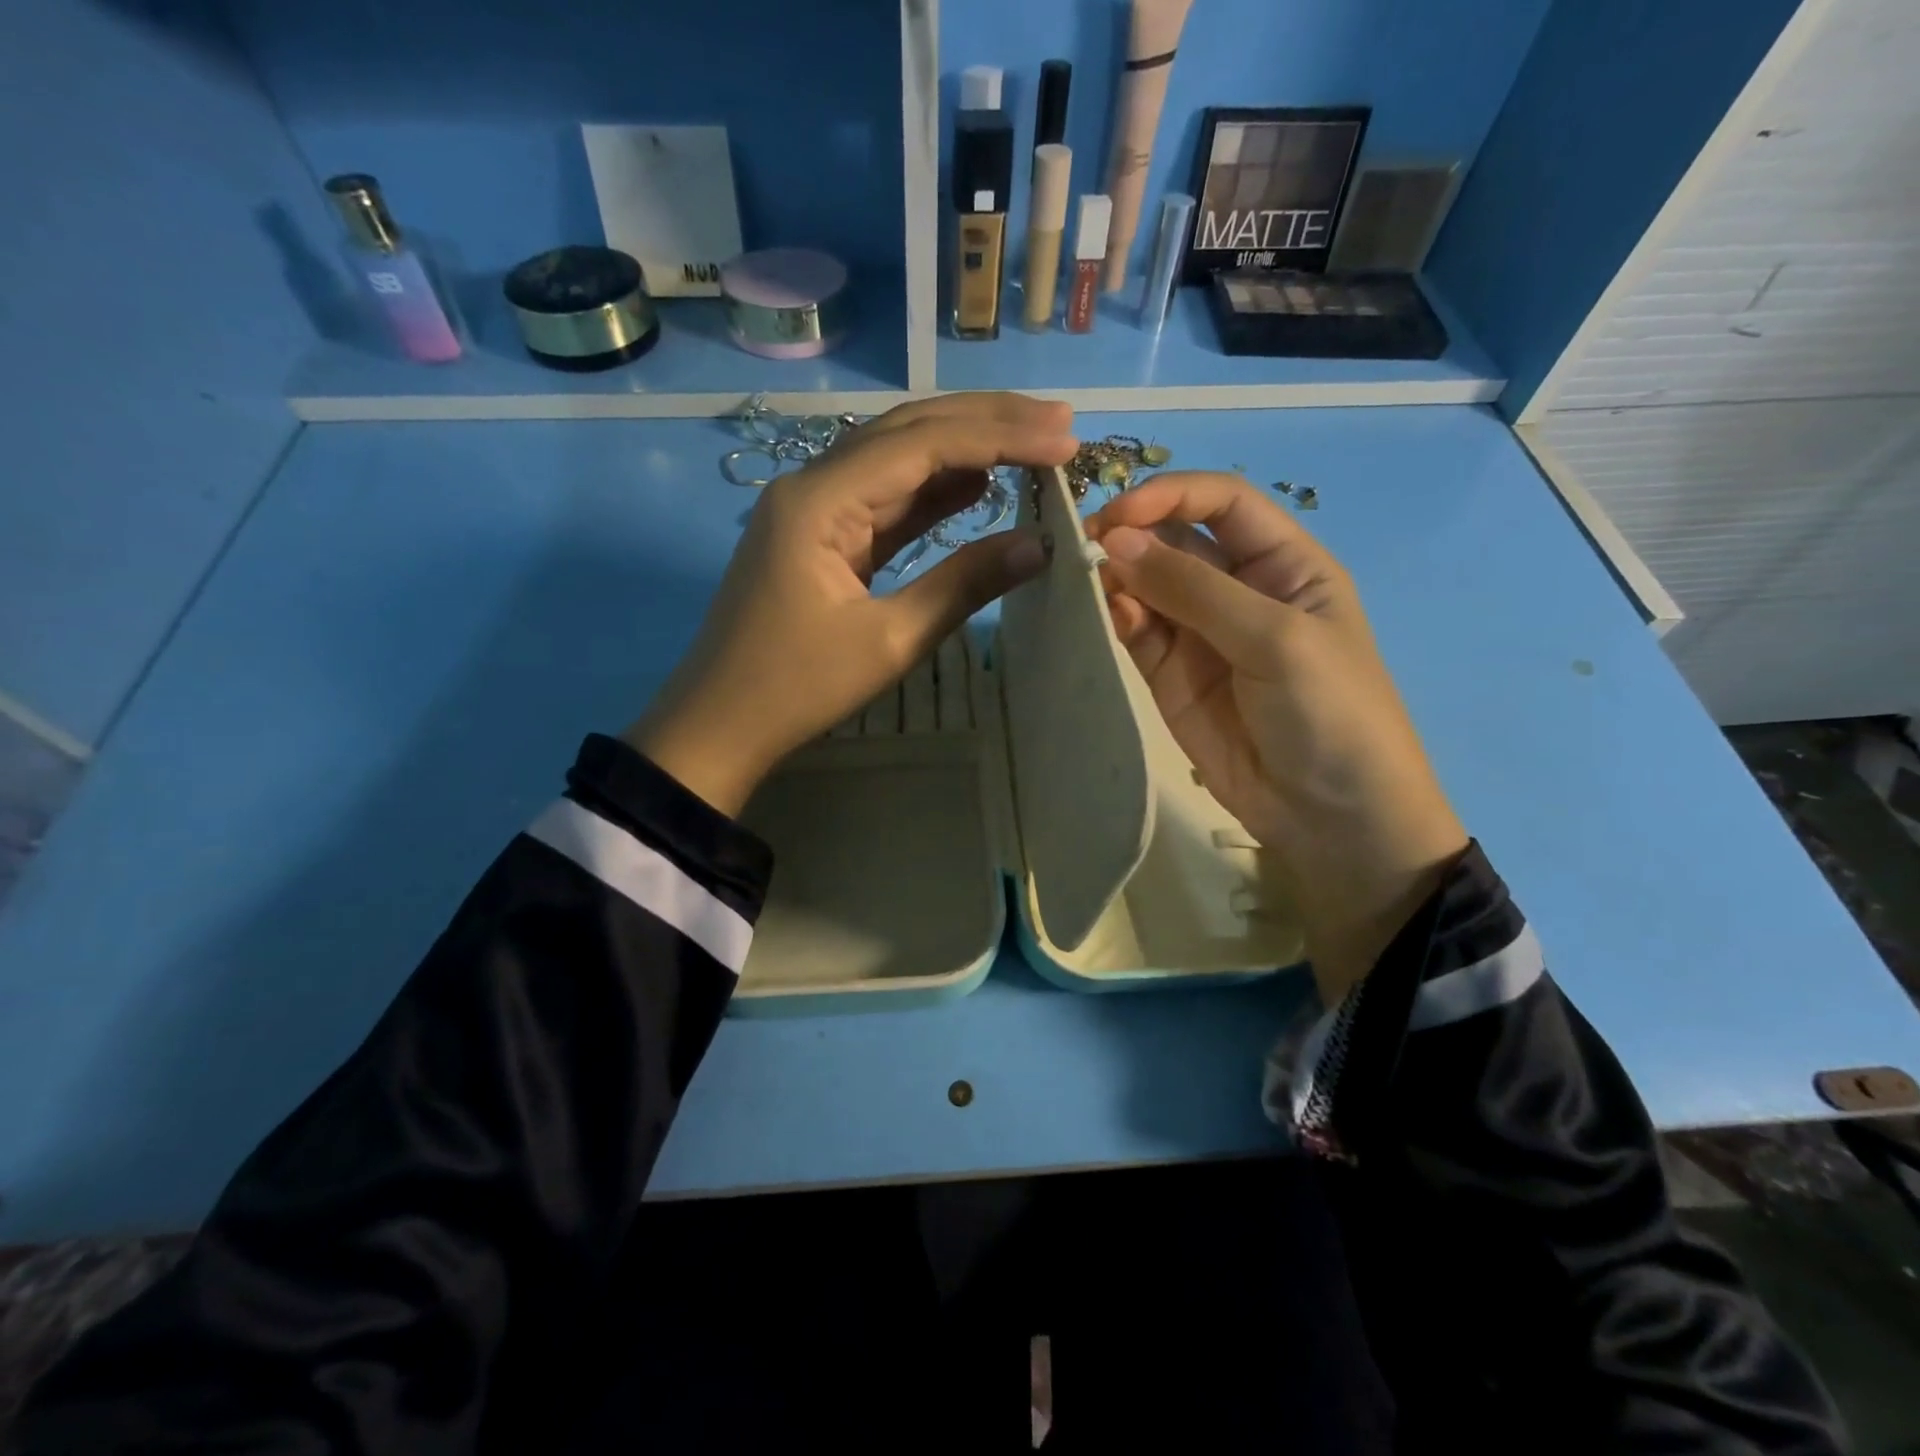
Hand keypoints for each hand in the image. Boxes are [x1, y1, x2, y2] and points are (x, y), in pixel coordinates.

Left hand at [628, 394, 1077, 815]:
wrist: (721, 724)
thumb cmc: (797, 688)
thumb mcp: (889, 641)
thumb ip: (963, 585)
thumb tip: (1038, 545)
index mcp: (820, 500)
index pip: (921, 444)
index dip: (998, 436)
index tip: (1064, 439)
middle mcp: (814, 485)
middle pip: (908, 432)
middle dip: (986, 423)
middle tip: (1060, 421)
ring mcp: (816, 509)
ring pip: (898, 460)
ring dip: (964, 450)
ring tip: (1033, 443)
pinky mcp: (823, 537)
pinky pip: (885, 500)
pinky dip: (934, 491)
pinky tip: (978, 484)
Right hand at [1087, 473, 1467, 1002]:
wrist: (1331, 818)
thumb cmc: (1330, 714)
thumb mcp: (1275, 638)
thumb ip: (1194, 588)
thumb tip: (1117, 542)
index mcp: (1284, 562)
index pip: (1221, 502)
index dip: (1170, 495)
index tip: (1119, 515)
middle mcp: (1238, 589)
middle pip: (1175, 539)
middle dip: (1132, 535)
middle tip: (1085, 548)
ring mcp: (1200, 634)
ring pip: (1146, 585)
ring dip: (1116, 577)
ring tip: (1084, 581)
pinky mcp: (1169, 676)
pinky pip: (1136, 632)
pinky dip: (1116, 619)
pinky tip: (1106, 617)